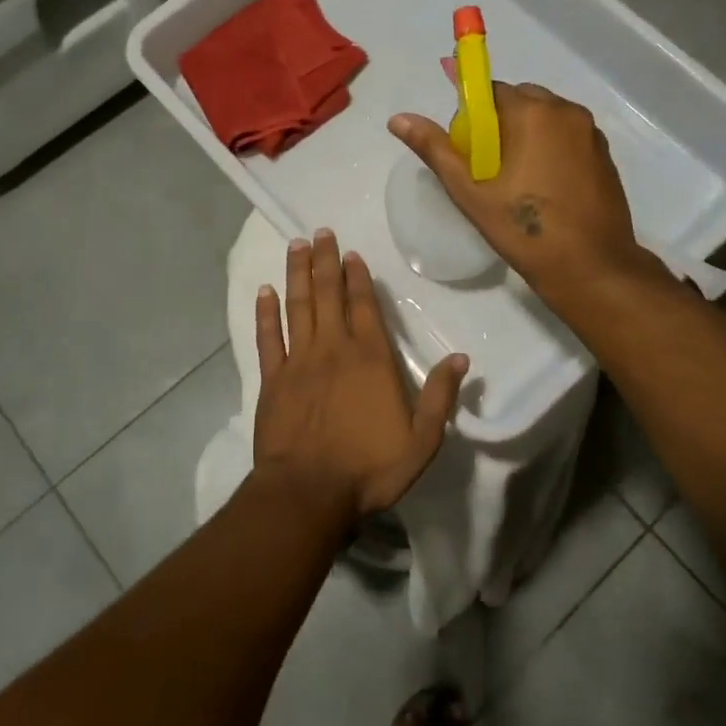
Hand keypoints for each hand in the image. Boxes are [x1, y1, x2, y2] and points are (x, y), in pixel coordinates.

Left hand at [253, 229, 468, 522]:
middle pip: (328, 295)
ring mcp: (298, 361)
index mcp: (370, 358)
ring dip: (297, 274)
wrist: (309, 492)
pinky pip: (267, 337)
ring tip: (296, 245)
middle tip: (320, 232)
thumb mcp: (422, 440)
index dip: (357, 277)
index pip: (364, 306)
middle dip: (325, 261)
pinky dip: (265, 312)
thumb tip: (461, 359)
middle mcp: (333, 348)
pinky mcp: (272, 379)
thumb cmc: (370, 468)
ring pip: (297, 306)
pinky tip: (264, 291)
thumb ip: (441, 396)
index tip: (351, 253)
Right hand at [389, 83, 645, 298]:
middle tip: (489, 169)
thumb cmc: (525, 229)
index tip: (468, 152)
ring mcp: (591, 132)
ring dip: (526, 135)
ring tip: (517, 181)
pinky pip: (567, 136)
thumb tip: (397, 119)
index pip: (490, 91)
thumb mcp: (471, 192)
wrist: (591, 267)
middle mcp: (566, 111)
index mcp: (533, 112)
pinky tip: (543, 188)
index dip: (473, 118)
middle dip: (500, 124)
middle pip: (520, 100)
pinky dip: (550, 148)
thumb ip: (435, 149)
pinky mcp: (605, 154)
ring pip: (546, 118)